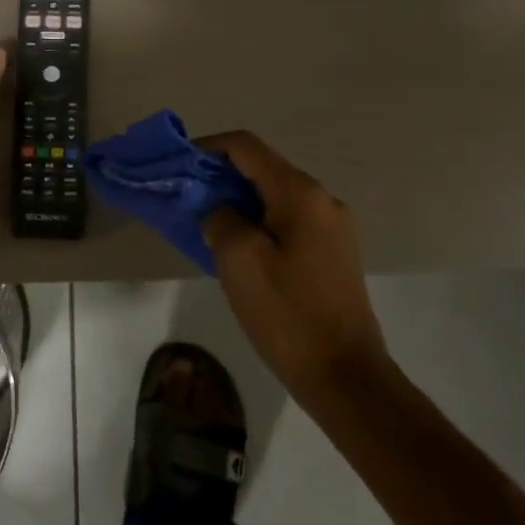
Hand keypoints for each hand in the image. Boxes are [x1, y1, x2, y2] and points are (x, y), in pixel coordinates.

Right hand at [196, 131, 390, 401]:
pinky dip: (258, 222)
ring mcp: (333, 227)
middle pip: (262, 169)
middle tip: (186, 198)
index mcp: (300, 193)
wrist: (346, 377)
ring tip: (207, 224)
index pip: (246, 147)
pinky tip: (239, 249)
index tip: (178, 164)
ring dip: (238, 201)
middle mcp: (322, 199)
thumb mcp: (238, 260)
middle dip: (220, 177)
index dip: (207, 147)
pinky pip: (288, 221)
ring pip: (274, 196)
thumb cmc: (287, 314)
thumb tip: (221, 211)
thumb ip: (220, 219)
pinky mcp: (334, 253)